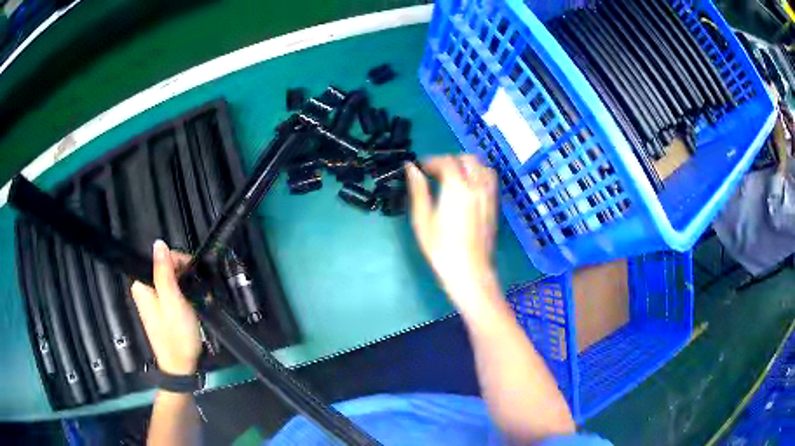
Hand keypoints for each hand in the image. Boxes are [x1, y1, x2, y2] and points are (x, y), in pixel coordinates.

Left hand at [131, 240, 201, 374]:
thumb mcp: (172, 301)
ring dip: (184, 285)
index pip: (160, 258)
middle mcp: (143, 289)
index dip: (179, 262)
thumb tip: (159, 243)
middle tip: (196, 290)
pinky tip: (190, 304)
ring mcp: (151, 300)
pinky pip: (170, 291)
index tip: (194, 275)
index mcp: (141, 285)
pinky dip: (182, 294)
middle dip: (183, 275)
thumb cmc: (176, 335)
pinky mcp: (159, 309)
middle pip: (164, 267)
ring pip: (169, 279)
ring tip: (196, 298)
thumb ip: (164, 272)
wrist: (180, 366)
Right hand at [406, 155, 498, 302]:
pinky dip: (478, 175)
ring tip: (453, 177)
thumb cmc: (442, 249)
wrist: (470, 271)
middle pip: (467, 159)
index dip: (431, 161)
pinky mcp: (494, 206)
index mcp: (457, 188)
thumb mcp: (423, 220)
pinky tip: (468, 188)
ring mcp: (489, 196)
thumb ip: (418, 190)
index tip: (420, 169)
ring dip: (466, 165)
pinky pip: (490, 180)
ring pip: (482, 166)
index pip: (446, 161)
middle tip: (435, 172)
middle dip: (450, 159)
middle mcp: (477, 187)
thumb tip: (411, 168)